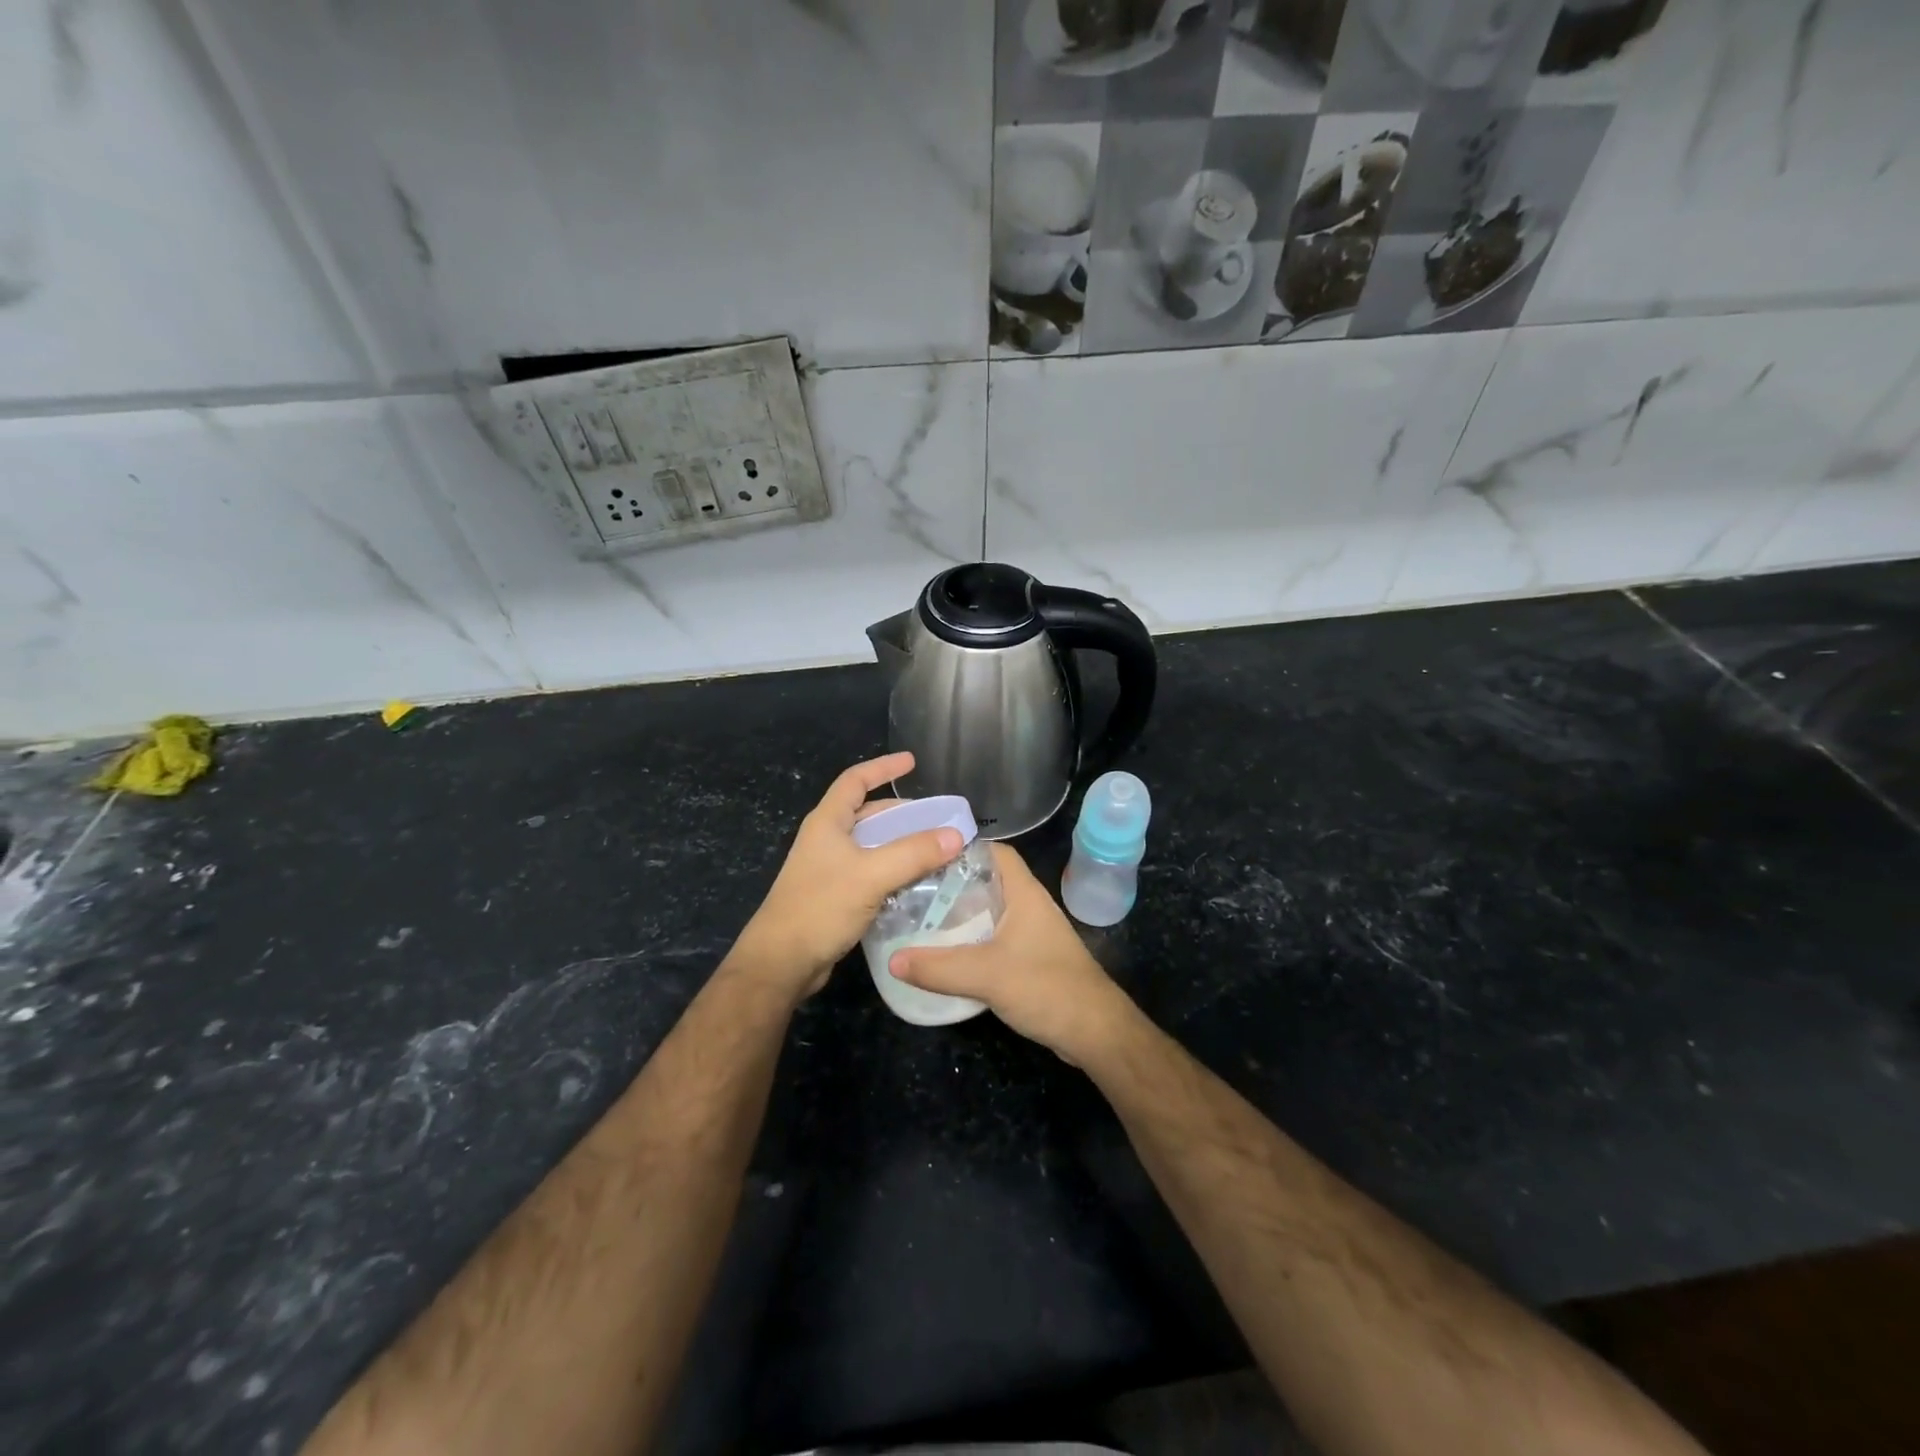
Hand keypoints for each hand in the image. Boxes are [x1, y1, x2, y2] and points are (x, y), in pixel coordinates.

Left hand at [729, 752, 962, 1001]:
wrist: (782, 962)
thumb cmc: (820, 907)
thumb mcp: (870, 875)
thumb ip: (914, 853)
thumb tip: (956, 835)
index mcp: (827, 822)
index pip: (855, 780)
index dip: (882, 767)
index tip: (912, 762)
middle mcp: (827, 840)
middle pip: (867, 814)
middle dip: (902, 813)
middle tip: (936, 819)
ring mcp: (829, 869)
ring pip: (872, 846)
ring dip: (901, 844)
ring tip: (935, 849)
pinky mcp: (835, 896)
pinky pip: (871, 873)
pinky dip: (894, 871)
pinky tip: (917, 883)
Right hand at [889, 843, 1139, 1064]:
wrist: (1094, 1031)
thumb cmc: (1046, 987)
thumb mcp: (986, 974)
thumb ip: (938, 967)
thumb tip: (892, 960)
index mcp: (1024, 893)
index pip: (995, 852)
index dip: (963, 848)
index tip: (925, 856)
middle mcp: (1029, 906)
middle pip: (987, 882)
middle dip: (952, 885)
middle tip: (913, 891)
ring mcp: (1032, 934)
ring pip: (990, 913)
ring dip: (961, 917)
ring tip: (921, 921)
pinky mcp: (1032, 960)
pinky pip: (995, 940)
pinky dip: (972, 943)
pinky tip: (947, 956)